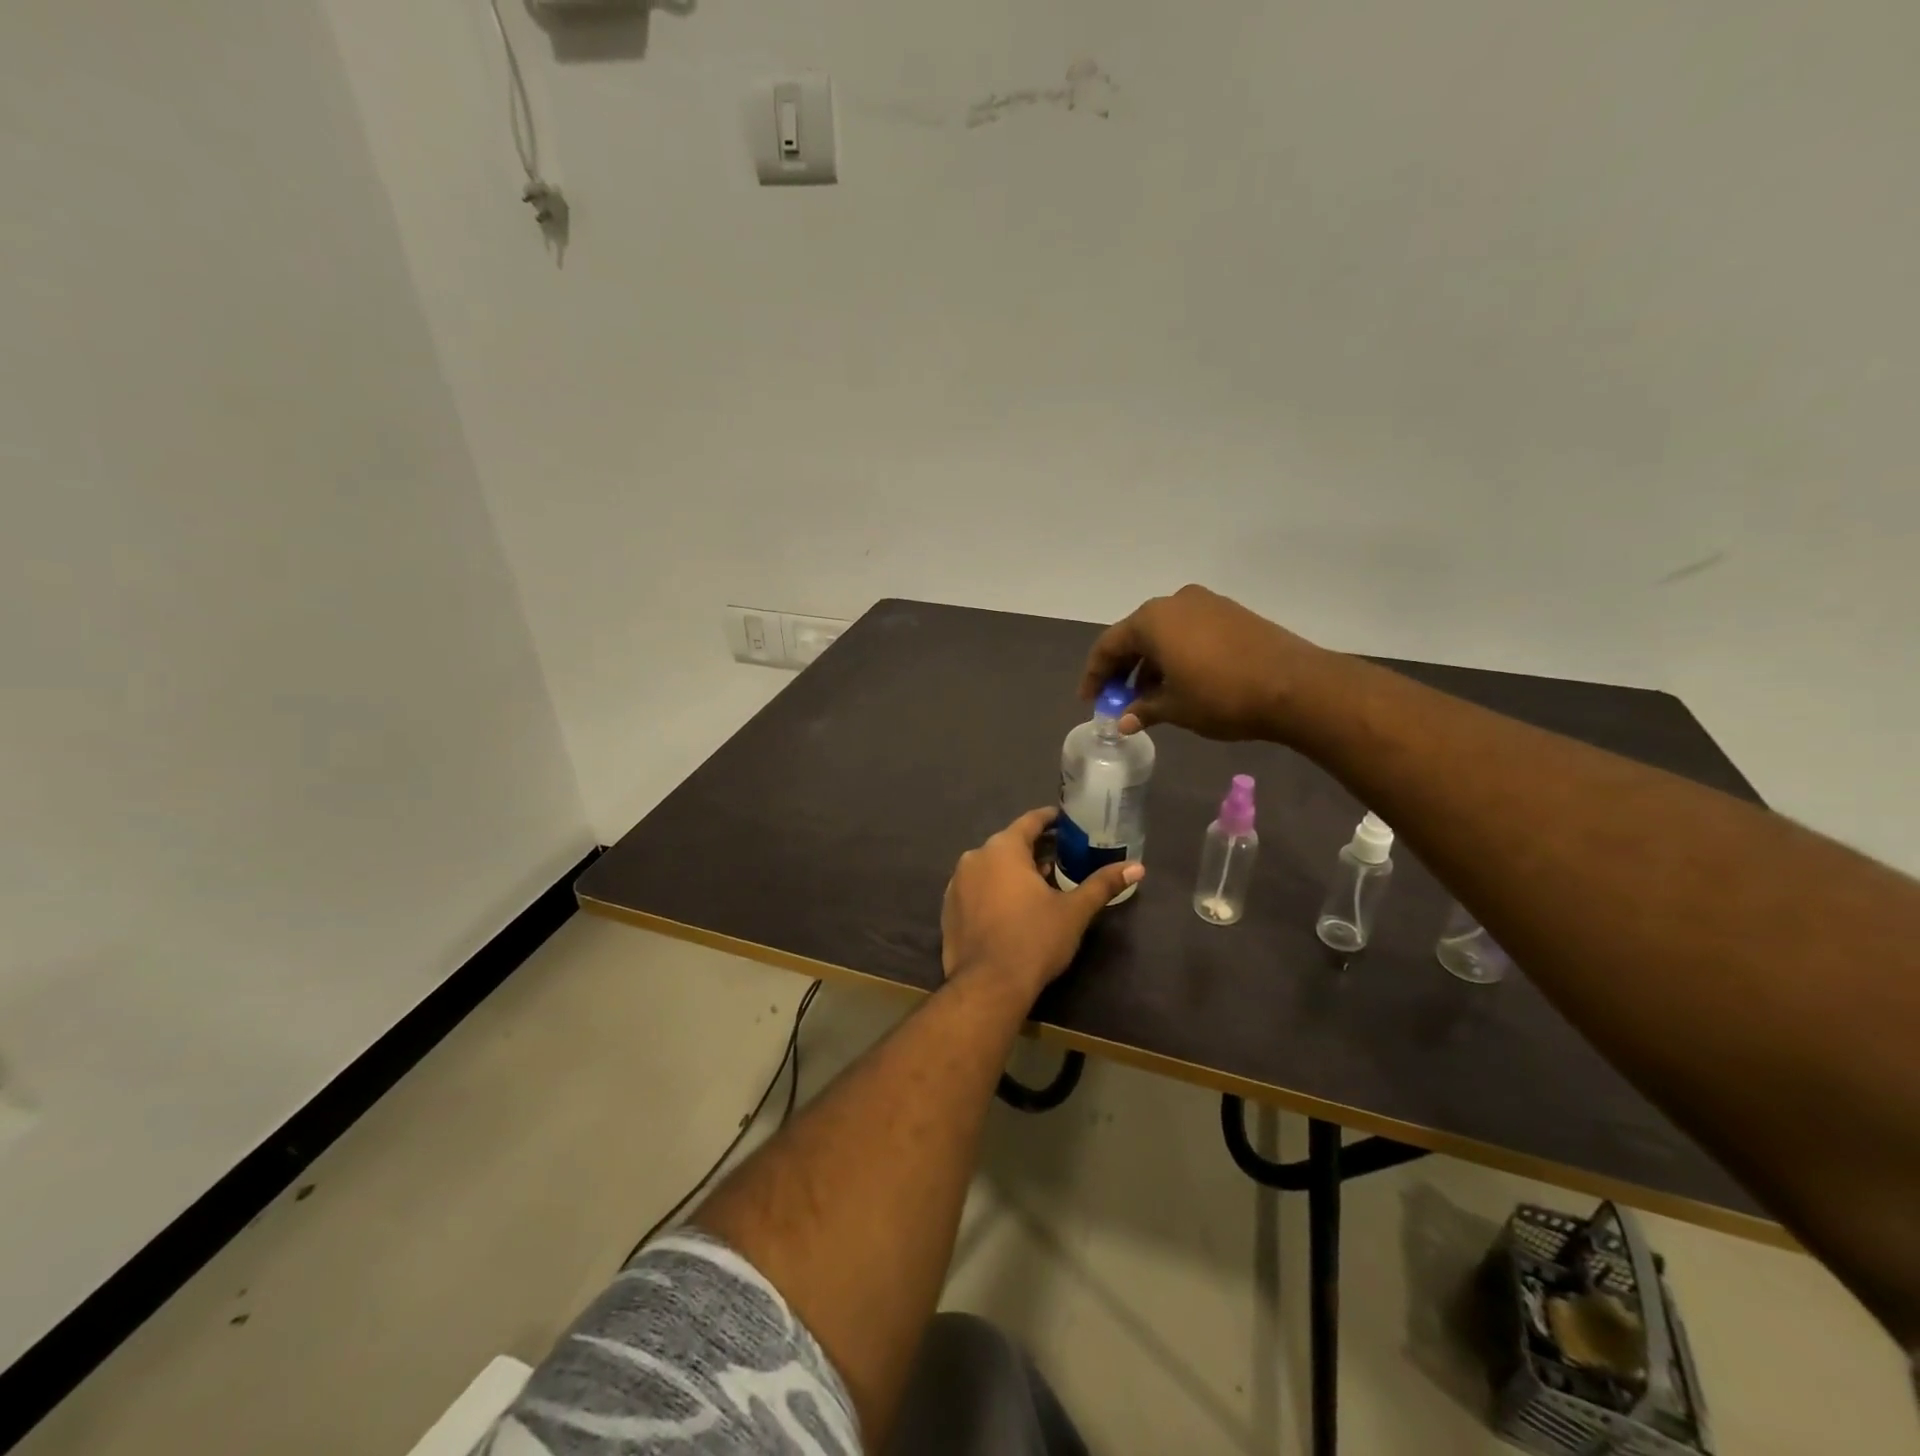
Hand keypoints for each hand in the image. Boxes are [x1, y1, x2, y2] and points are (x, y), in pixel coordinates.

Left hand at [941, 808, 1142, 997]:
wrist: (988, 986)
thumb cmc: (1034, 940)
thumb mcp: (1074, 911)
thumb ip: (1102, 884)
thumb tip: (1138, 867)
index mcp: (1003, 848)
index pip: (1030, 821)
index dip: (1050, 819)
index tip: (1067, 821)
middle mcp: (974, 857)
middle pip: (1009, 843)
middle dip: (1035, 849)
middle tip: (1062, 857)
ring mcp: (957, 883)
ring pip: (991, 867)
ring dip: (1014, 871)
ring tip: (1040, 884)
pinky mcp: (949, 908)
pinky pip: (977, 888)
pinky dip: (995, 890)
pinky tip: (1012, 908)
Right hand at [1080, 584, 1324, 740]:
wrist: (1296, 686)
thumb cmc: (1222, 696)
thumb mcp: (1175, 708)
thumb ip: (1143, 709)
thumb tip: (1124, 720)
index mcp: (1152, 619)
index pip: (1109, 645)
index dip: (1095, 675)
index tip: (1090, 700)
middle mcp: (1175, 602)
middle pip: (1136, 635)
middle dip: (1124, 669)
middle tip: (1118, 699)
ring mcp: (1207, 604)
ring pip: (1165, 633)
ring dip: (1151, 663)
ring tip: (1150, 697)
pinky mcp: (1232, 613)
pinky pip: (1190, 632)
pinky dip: (1177, 655)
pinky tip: (1181, 682)